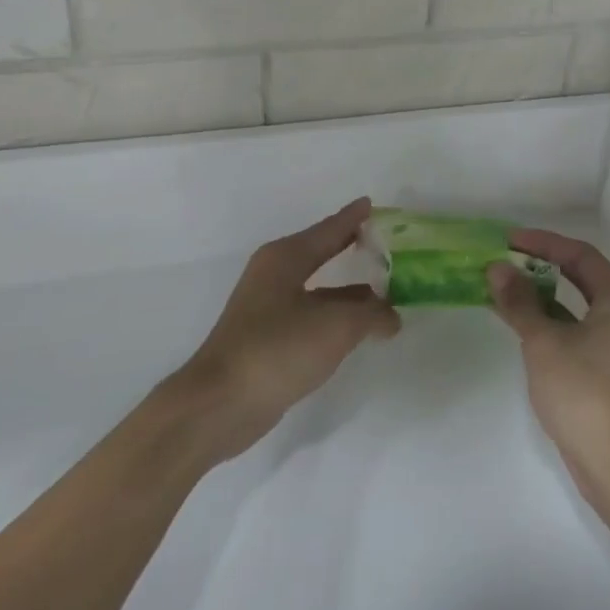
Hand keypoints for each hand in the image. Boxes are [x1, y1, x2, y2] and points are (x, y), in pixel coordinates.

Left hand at [172, 197, 399, 463]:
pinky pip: (310, 315)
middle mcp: (274, 274)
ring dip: (348, 291)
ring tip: (383, 294)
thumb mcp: (336, 327)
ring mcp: (266, 307)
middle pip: (321, 253)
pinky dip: (334, 316)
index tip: (372, 204)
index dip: (353, 218)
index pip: (329, 229)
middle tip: (384, 244)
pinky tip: (354, 329)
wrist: (219, 405)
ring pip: (317, 288)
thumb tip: (391, 315)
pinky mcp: (266, 338)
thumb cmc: (277, 350)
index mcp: (286, 257)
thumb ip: (371, 315)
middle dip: (351, 248)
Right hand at [487, 231, 609, 500]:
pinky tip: (518, 324)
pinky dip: (545, 321)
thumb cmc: (585, 392)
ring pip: (572, 306)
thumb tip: (497, 268)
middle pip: (578, 276)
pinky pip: (571, 330)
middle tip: (503, 261)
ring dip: (539, 295)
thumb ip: (520, 302)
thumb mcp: (544, 341)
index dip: (543, 243)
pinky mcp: (603, 370)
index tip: (508, 240)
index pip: (579, 254)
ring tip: (501, 289)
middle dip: (539, 266)